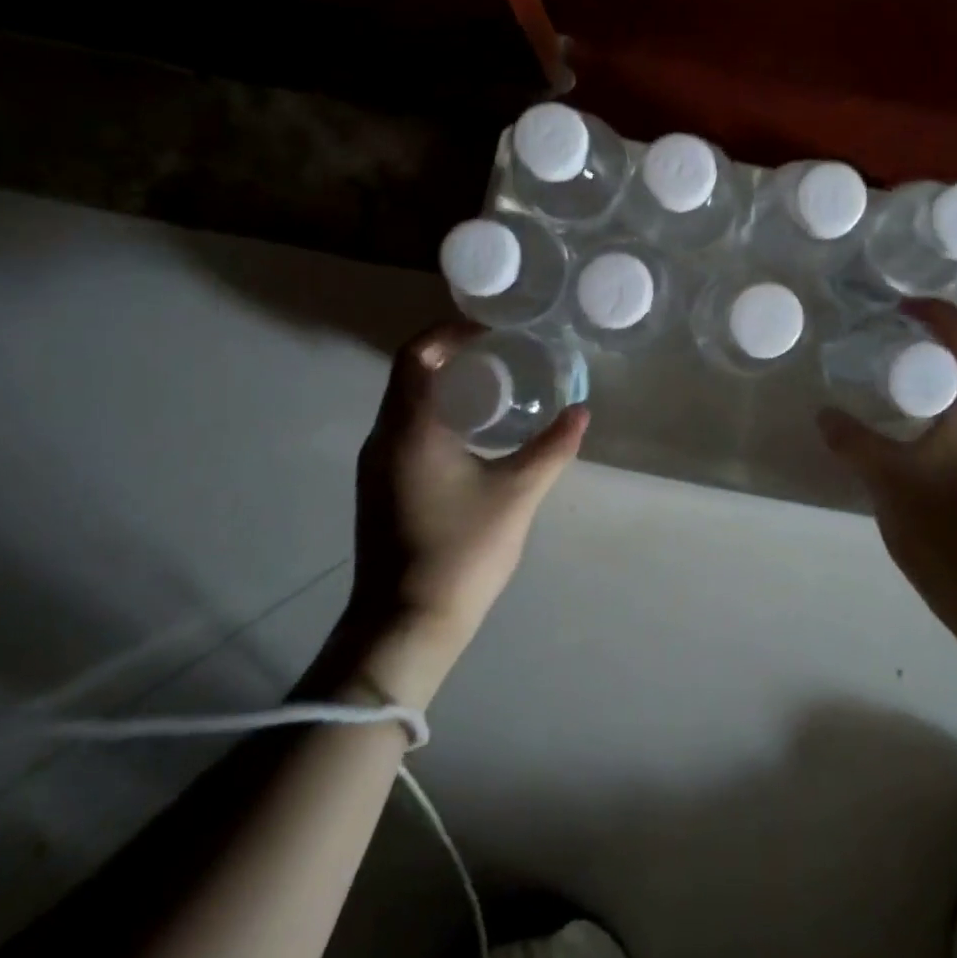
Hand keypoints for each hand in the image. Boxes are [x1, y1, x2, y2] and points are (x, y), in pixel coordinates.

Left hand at [344, 323, 587, 705]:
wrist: (403, 627)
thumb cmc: (460, 552)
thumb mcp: (517, 494)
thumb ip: (552, 448)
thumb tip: (582, 411)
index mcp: (410, 428)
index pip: (417, 354)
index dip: (449, 332)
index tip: (490, 331)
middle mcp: (382, 438)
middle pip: (410, 374)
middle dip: (452, 357)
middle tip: (501, 356)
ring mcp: (375, 465)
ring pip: (405, 403)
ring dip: (443, 386)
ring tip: (494, 389)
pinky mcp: (379, 487)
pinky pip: (404, 429)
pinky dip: (434, 414)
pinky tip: (472, 434)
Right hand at [818, 301, 956, 620]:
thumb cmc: (945, 525)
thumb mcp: (886, 478)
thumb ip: (851, 440)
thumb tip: (823, 415)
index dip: (938, 311)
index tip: (902, 308)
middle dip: (946, 338)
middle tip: (902, 340)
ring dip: (955, 373)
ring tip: (912, 382)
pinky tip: (932, 432)